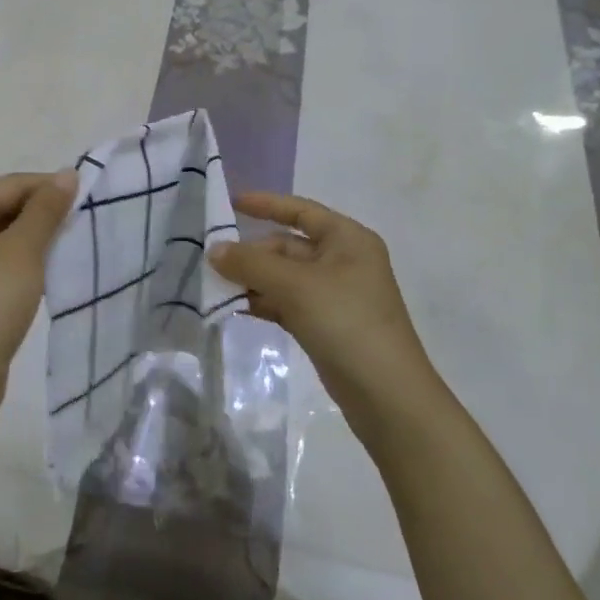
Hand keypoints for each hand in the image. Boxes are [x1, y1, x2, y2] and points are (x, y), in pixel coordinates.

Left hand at [0, 170, 77, 454]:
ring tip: (74, 243)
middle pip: (7, 206)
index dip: (49, 188)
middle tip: (85, 222)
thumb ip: (46, 210)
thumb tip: (67, 174)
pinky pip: (5, 259)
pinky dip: (29, 259)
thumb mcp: (22, 251)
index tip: (89, 198)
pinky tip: (52, 267)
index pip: (10, 185)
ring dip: (40, 236)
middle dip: (45, 212)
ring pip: (9, 234)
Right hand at [210, 192, 444, 434]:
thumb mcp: (296, 286)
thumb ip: (251, 264)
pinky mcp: (326, 325)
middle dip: (252, 252)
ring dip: (254, 279)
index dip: (266, 204)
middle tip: (213, 261)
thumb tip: (214, 250)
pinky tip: (236, 307)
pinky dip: (264, 302)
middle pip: (288, 246)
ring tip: (216, 285)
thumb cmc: (346, 322)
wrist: (386, 395)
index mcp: (348, 239)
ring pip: (285, 277)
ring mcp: (335, 295)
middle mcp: (343, 261)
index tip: (231, 203)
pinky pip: (287, 302)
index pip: (301, 211)